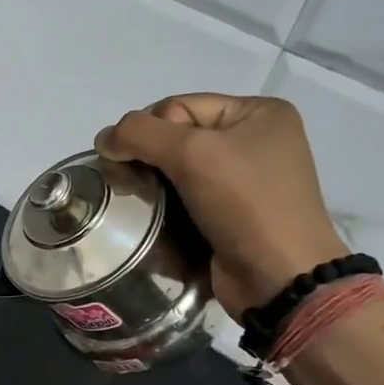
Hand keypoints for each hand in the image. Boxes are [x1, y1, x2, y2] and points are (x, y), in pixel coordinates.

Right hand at [95, 93, 346, 316]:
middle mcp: (255, 141)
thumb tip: (103, 139)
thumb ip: (139, 134)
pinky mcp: (232, 214)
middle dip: (146, 157)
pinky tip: (154, 219)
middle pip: (176, 136)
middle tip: (128, 183)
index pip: (178, 106)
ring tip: (137, 203)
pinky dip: (165, 206)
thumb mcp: (192, 154)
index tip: (131, 161)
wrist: (279, 278)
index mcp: (258, 113)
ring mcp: (245, 180)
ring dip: (152, 184)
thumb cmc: (245, 205)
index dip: (148, 130)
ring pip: (177, 169)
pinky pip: (186, 197)